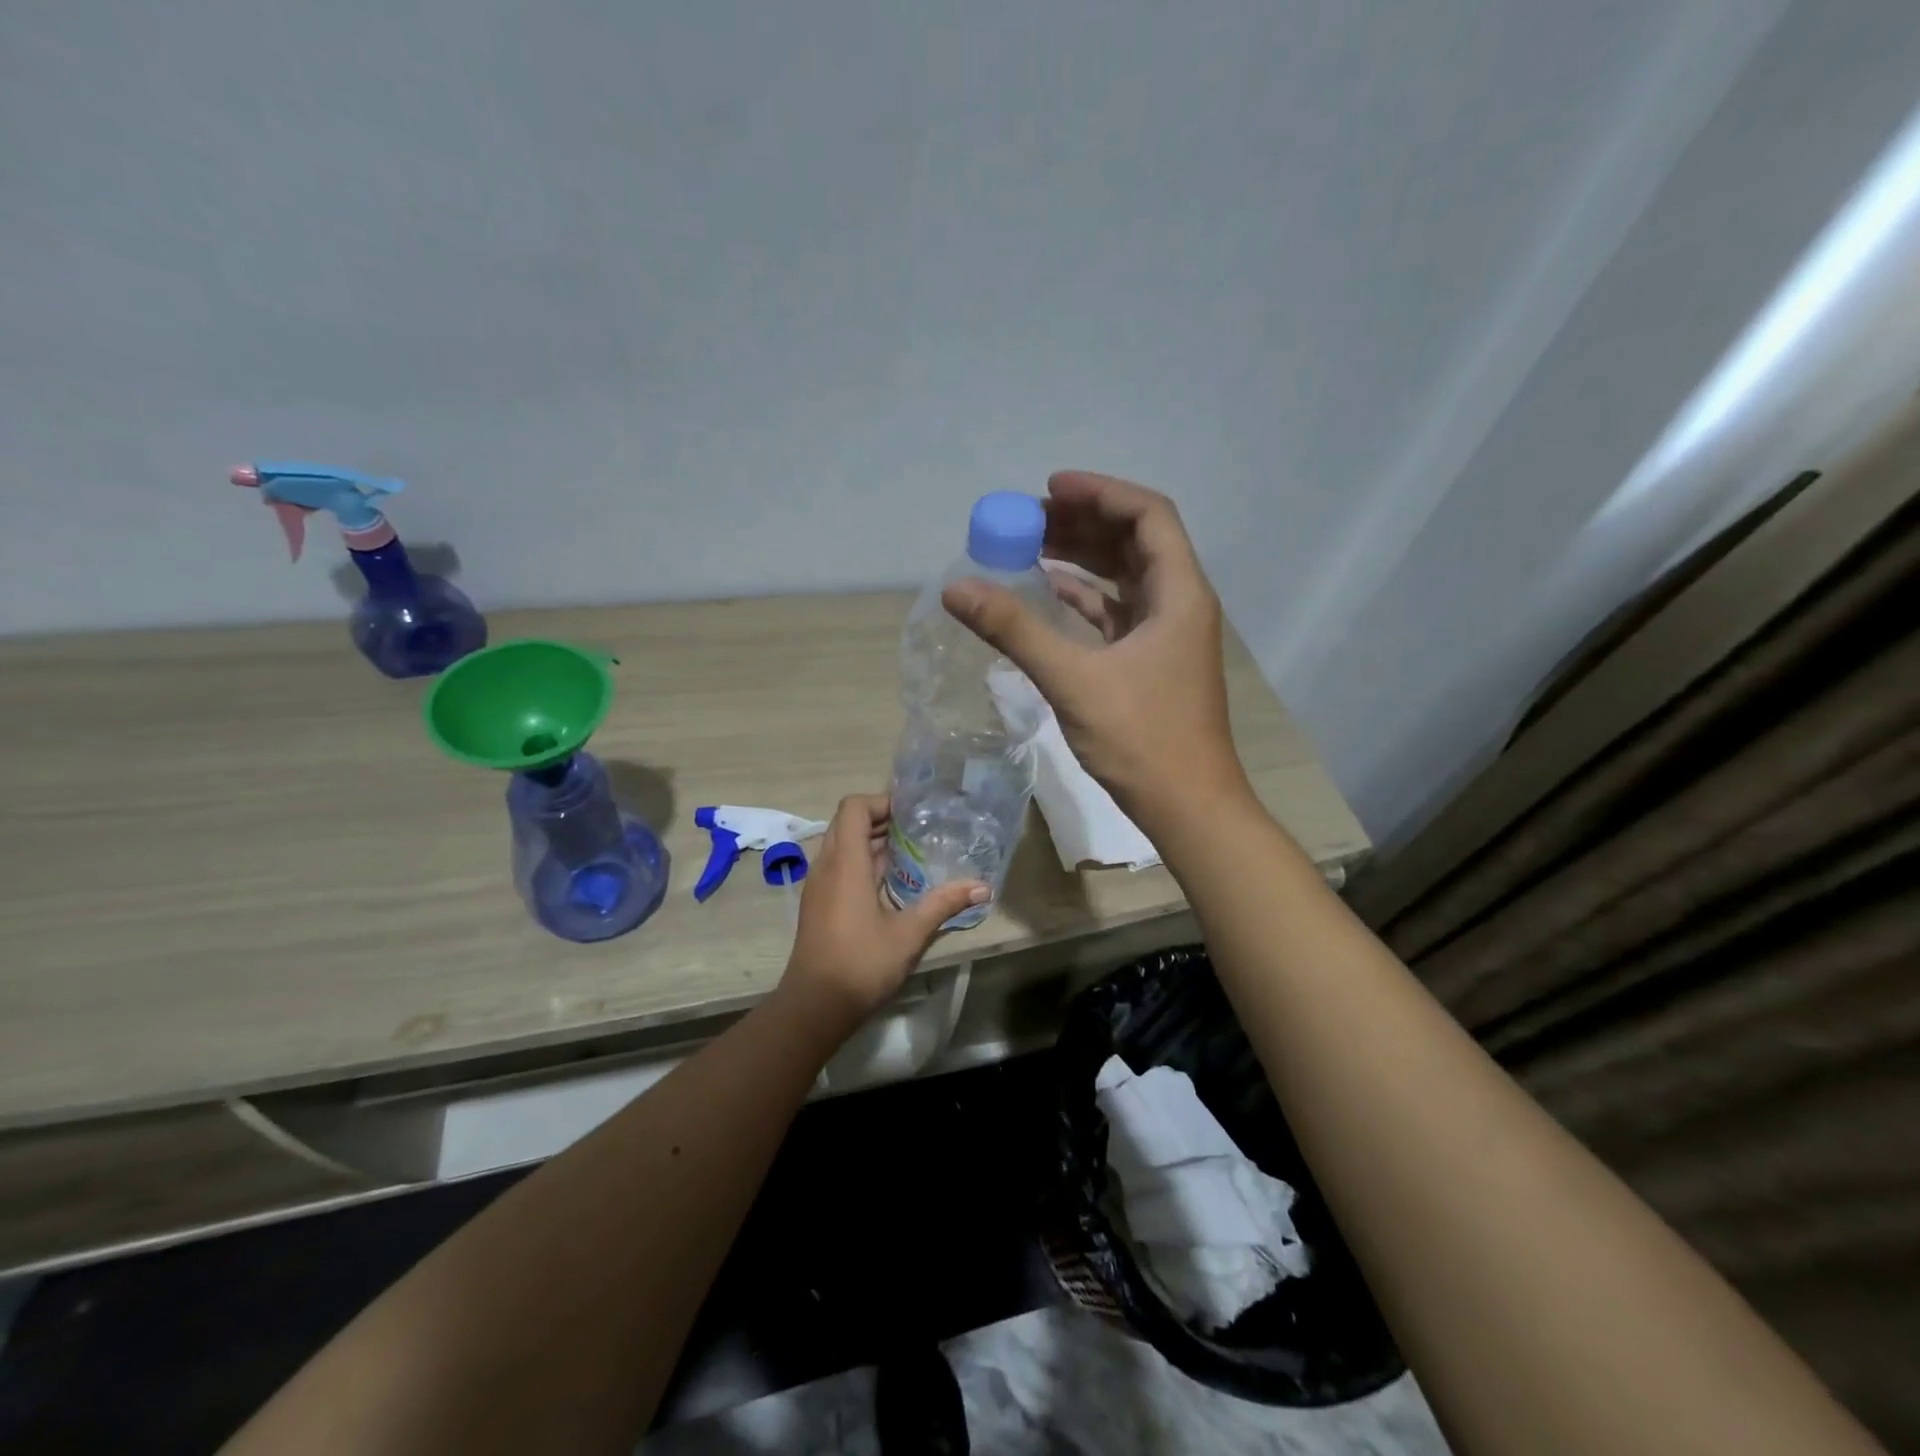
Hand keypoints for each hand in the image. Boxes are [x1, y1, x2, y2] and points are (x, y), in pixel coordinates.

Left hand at [779, 794, 986, 1032]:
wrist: (815, 1005)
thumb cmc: (861, 963)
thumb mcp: (909, 933)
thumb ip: (944, 904)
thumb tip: (983, 887)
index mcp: (845, 863)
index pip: (853, 807)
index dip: (881, 801)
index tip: (912, 812)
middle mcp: (827, 866)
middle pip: (847, 823)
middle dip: (881, 820)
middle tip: (919, 829)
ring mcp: (819, 885)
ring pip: (842, 845)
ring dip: (873, 842)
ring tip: (911, 852)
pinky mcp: (819, 903)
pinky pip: (839, 866)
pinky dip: (863, 862)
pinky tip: (892, 883)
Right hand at [943, 472, 1249, 828]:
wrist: (1188, 807)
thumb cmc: (1142, 740)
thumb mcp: (1073, 680)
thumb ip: (1015, 630)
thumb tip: (957, 589)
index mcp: (1179, 594)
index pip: (1148, 515)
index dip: (1100, 493)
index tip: (1048, 489)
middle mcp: (1179, 604)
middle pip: (1135, 541)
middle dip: (1083, 522)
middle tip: (1029, 519)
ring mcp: (1167, 635)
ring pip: (1125, 577)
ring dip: (1083, 558)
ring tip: (1031, 546)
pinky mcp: (1150, 662)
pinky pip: (1116, 613)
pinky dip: (1084, 598)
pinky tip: (1048, 593)